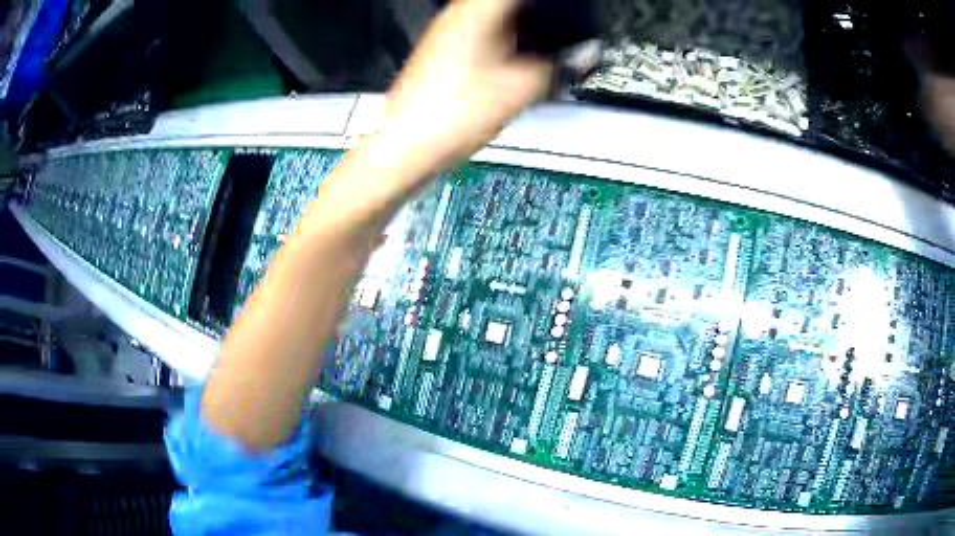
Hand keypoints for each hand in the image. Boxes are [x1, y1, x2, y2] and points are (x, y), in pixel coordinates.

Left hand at [381, 0, 553, 178]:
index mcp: (477, 12)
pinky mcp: (444, 54)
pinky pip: (483, 37)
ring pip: (496, 20)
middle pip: (509, 6)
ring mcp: (447, 34)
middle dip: (539, 18)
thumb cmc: (451, 115)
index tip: (563, 13)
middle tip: (560, 33)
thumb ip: (561, 67)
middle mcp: (457, 16)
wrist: (409, 146)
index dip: (547, 4)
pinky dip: (506, 45)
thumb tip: (583, 57)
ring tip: (543, 51)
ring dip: (524, 31)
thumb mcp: (522, 88)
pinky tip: (516, 67)